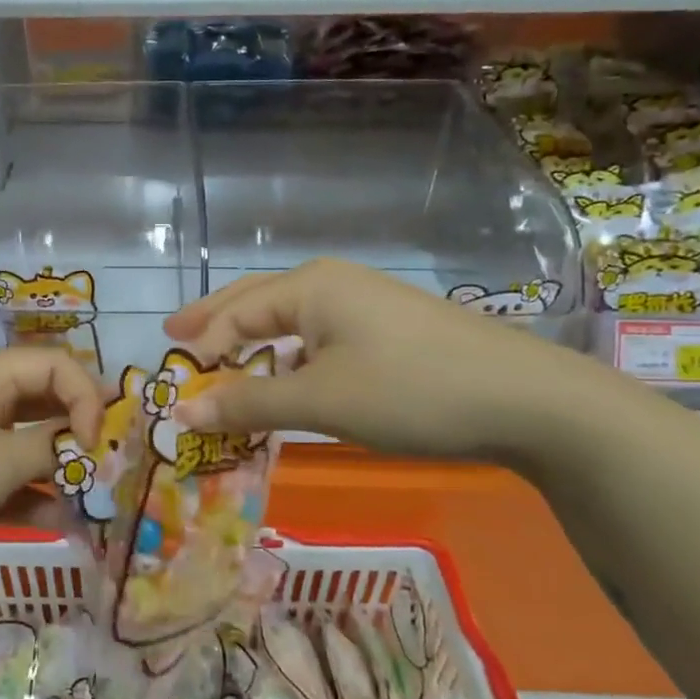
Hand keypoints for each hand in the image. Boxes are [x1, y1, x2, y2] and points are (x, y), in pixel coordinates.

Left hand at [0, 347, 105, 597]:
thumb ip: (51, 448)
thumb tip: (87, 443)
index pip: (54, 365)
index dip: (85, 397)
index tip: (96, 444)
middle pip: (43, 402)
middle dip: (76, 433)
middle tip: (105, 469)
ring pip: (26, 444)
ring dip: (57, 470)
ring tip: (86, 502)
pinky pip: (4, 478)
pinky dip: (29, 495)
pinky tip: (54, 522)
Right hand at [163, 258, 627, 463]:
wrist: (527, 399)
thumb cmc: (410, 390)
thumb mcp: (320, 400)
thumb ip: (249, 403)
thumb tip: (183, 414)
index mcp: (310, 286)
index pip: (235, 313)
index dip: (201, 349)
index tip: (172, 384)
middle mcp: (333, 284)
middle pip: (257, 302)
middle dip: (215, 323)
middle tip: (175, 338)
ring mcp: (365, 305)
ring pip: (290, 321)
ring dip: (254, 344)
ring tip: (223, 363)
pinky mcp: (388, 330)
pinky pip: (319, 338)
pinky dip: (290, 358)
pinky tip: (287, 378)